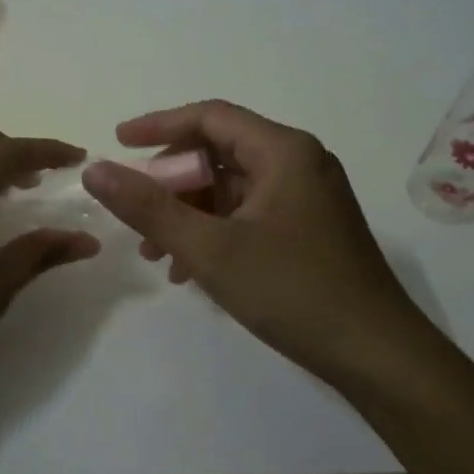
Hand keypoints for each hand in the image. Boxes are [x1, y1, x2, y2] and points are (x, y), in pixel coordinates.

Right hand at [82, 100, 435, 383]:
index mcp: (283, 151)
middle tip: (134, 211)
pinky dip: (214, 231)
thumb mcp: (210, 249)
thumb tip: (95, 170)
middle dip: (170, 181)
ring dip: (188, 212)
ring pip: (231, 188)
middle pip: (219, 152)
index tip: (117, 142)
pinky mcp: (309, 229)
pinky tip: (189, 269)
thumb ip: (149, 207)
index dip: (159, 126)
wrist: (378, 356)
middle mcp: (299, 163)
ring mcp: (307, 198)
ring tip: (154, 251)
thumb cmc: (293, 291)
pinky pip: (248, 214)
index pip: (210, 117)